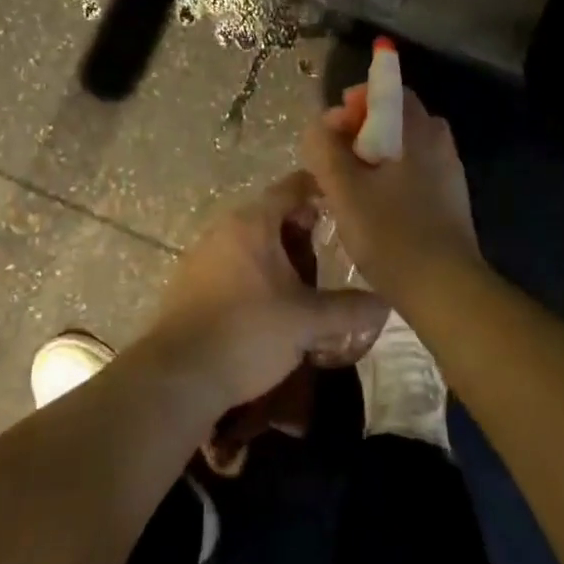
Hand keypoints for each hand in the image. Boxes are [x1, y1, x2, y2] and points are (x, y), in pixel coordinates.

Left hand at [144, 172, 389, 418]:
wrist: (177, 377)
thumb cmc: (247, 334)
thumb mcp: (307, 322)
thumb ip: (349, 309)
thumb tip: (386, 302)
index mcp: (253, 221)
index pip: (294, 186)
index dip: (323, 190)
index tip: (348, 205)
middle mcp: (226, 227)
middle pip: (273, 214)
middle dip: (304, 230)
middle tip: (334, 251)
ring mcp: (203, 253)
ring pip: (253, 241)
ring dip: (280, 255)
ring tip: (308, 282)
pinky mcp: (191, 281)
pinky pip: (234, 263)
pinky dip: (257, 273)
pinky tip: (272, 304)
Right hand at [301, 85, 481, 297]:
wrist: (447, 291)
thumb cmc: (392, 234)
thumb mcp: (344, 189)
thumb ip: (324, 149)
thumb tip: (319, 126)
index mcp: (418, 130)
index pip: (388, 90)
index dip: (355, 101)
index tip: (332, 128)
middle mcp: (439, 141)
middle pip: (395, 117)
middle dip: (360, 129)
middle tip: (334, 158)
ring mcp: (449, 171)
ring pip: (403, 147)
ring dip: (373, 155)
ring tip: (348, 185)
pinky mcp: (450, 199)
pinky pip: (414, 170)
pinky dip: (390, 175)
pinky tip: (373, 206)